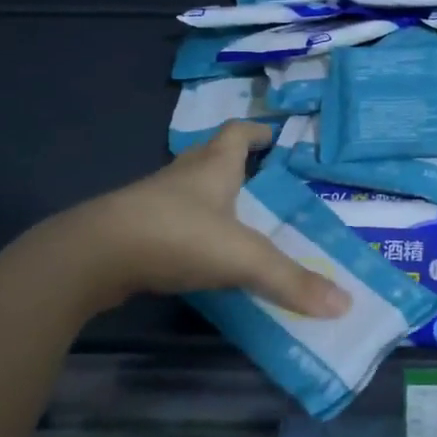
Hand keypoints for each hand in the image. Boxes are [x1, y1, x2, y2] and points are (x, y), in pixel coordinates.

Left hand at [39, 122, 352, 317]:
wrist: (92, 257)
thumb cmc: (177, 236)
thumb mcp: (245, 258)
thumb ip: (292, 281)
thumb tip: (345, 304)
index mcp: (213, 166)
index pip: (237, 132)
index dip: (256, 132)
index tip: (273, 136)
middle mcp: (183, 176)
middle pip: (211, 158)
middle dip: (235, 166)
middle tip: (262, 183)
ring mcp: (153, 202)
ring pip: (188, 192)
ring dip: (210, 200)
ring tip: (237, 222)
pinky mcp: (132, 231)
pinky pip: (170, 223)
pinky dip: (189, 232)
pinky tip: (200, 256)